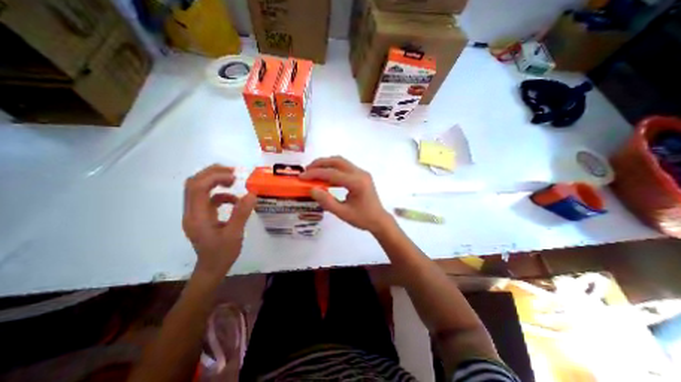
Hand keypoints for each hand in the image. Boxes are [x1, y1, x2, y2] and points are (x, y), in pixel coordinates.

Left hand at [181, 164, 255, 279]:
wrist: (212, 268)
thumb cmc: (222, 253)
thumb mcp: (235, 234)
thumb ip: (242, 213)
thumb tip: (251, 193)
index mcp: (197, 217)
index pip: (197, 188)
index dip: (214, 177)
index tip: (234, 177)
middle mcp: (192, 212)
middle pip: (194, 183)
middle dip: (212, 173)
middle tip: (233, 172)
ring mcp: (196, 213)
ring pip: (199, 188)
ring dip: (215, 181)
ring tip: (234, 181)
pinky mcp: (202, 216)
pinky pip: (208, 198)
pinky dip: (221, 194)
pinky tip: (235, 201)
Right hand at [299, 155, 390, 232]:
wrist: (379, 220)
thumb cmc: (362, 218)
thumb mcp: (343, 213)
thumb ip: (327, 201)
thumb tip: (312, 189)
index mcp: (357, 183)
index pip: (332, 173)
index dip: (315, 174)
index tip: (302, 176)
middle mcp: (360, 173)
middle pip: (337, 161)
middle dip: (320, 163)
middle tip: (307, 170)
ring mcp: (362, 173)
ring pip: (341, 161)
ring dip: (326, 163)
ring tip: (314, 171)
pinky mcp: (361, 175)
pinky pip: (345, 166)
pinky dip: (333, 167)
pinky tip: (326, 175)